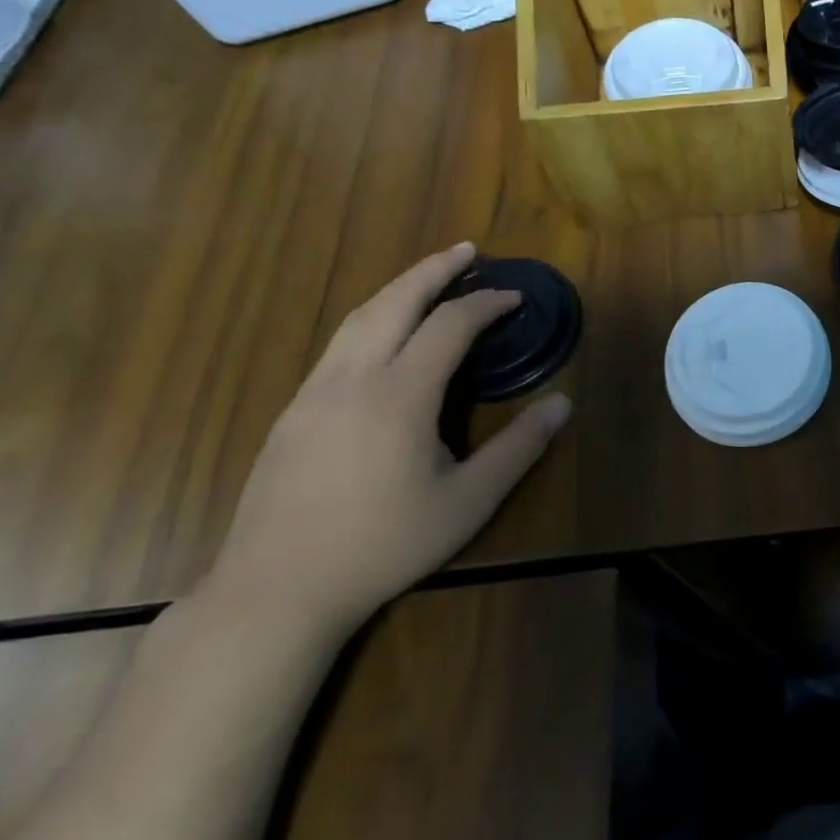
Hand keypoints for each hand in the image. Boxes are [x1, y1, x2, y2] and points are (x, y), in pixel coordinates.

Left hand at [205, 243, 572, 640]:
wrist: (276, 590)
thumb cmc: (384, 544)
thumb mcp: (468, 501)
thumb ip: (519, 448)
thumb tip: (563, 403)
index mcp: (400, 394)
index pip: (450, 325)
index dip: (487, 303)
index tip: (516, 297)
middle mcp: (353, 378)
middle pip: (394, 301)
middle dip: (434, 269)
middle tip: (468, 249)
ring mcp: (314, 392)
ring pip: (358, 317)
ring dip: (399, 288)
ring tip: (430, 277)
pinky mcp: (293, 411)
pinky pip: (338, 344)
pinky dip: (372, 318)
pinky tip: (386, 335)